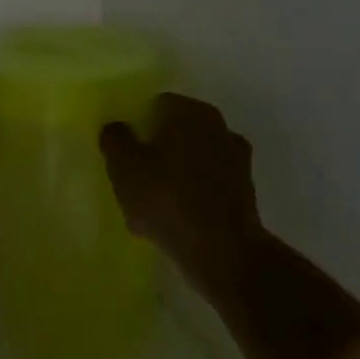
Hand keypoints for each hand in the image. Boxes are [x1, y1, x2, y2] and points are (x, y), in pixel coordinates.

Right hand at [100, 93, 262, 300]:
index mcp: (191, 111)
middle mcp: (219, 127)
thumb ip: (115, 138)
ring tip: (148, 205)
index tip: (122, 150)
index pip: (155, 105)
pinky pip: (204, 187)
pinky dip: (189, 198)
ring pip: (190, 162)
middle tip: (133, 176)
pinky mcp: (244, 194)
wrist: (222, 253)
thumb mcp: (123, 164)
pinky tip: (170, 220)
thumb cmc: (166, 197)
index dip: (135, 126)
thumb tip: (117, 127)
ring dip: (171, 176)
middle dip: (154, 152)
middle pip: (174, 134)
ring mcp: (236, 161)